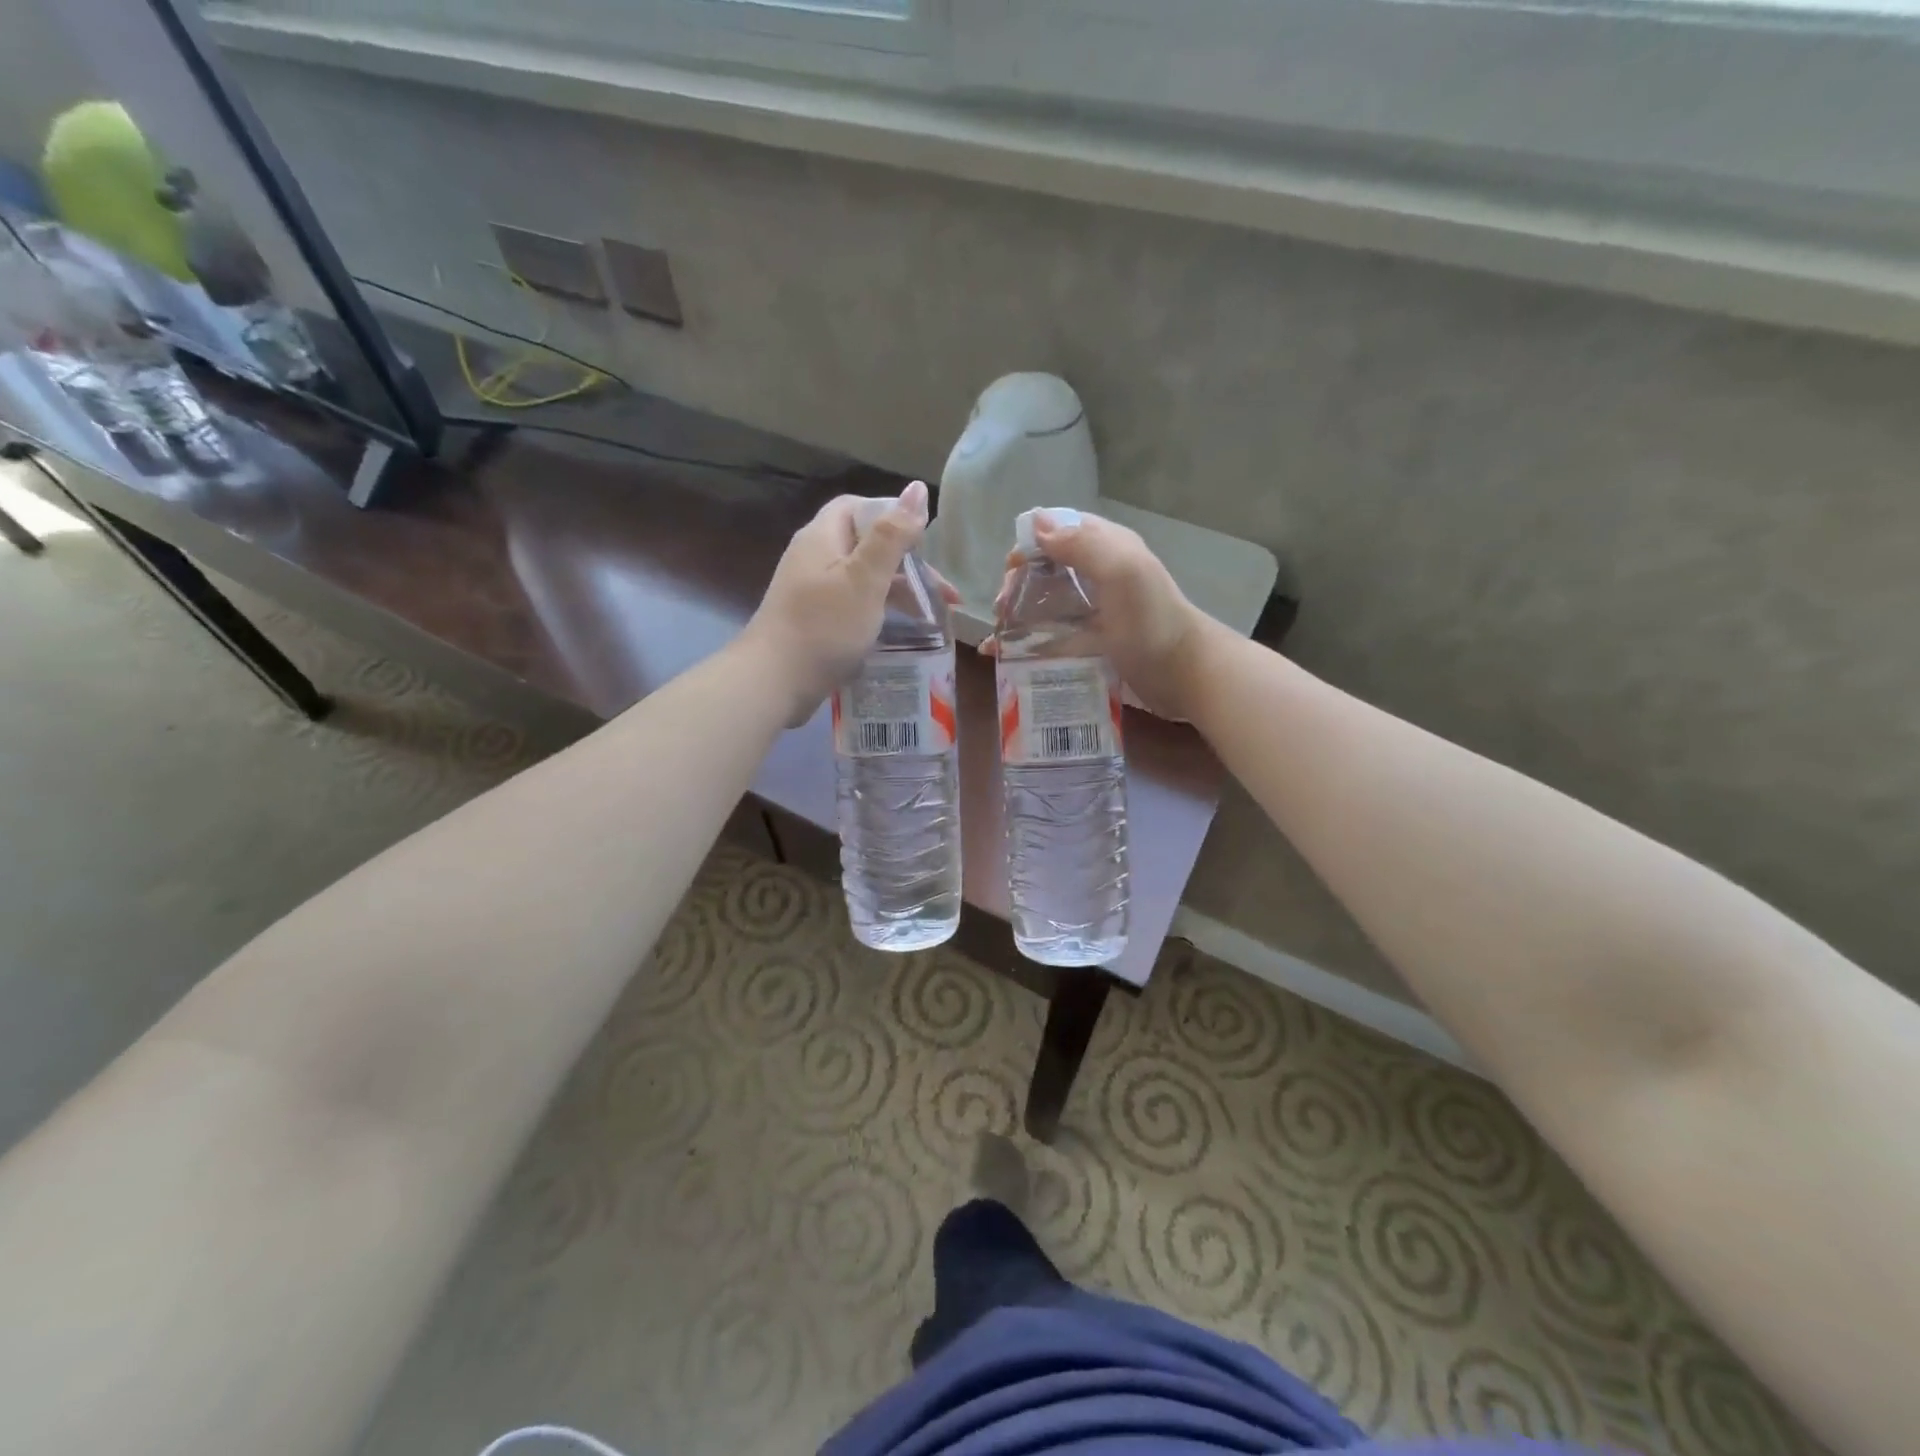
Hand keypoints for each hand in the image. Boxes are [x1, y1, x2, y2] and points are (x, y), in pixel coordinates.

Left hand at [742, 481, 949, 726]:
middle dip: (907, 564)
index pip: (859, 507)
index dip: (893, 517)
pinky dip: (880, 614)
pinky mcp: (814, 622)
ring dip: (898, 593)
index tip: (924, 543)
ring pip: (863, 580)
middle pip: (866, 546)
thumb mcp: (865, 579)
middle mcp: (814, 557)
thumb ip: (893, 535)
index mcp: (823, 536)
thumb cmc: (824, 626)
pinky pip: (853, 607)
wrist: (773, 683)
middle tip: (942, 593)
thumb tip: (918, 488)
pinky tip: (900, 633)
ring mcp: (811, 592)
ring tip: (933, 617)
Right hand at [986, 510, 1210, 719]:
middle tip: (1001, 610)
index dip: (1030, 545)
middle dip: (1019, 585)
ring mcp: (1096, 611)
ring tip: (997, 637)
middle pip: (1047, 570)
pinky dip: (1028, 645)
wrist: (1185, 675)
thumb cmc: (1152, 622)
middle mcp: (1099, 575)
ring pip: (1047, 605)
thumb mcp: (1122, 573)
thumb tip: (1035, 524)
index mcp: (1107, 548)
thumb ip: (1082, 545)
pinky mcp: (1093, 643)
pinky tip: (1005, 658)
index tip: (1010, 571)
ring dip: (1018, 616)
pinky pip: (1054, 638)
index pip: (1060, 531)